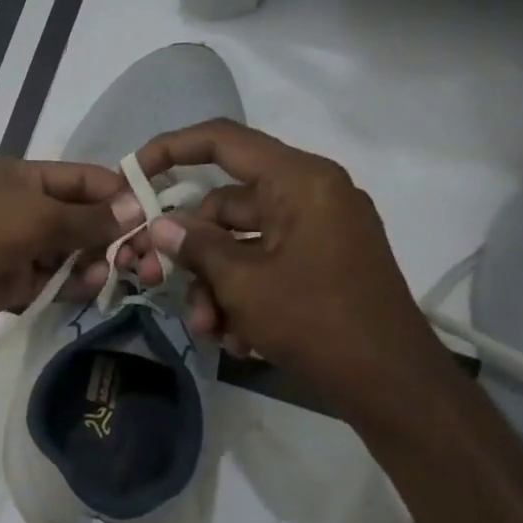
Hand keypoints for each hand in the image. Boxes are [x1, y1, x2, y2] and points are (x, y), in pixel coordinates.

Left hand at [0, 156, 124, 341]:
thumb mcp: (40, 215)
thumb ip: (89, 217)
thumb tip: (137, 210)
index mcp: (21, 177)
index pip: (80, 179)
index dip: (115, 192)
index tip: (151, 211)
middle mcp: (20, 208)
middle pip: (77, 218)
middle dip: (108, 233)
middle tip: (141, 252)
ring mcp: (15, 247)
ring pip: (67, 253)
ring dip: (92, 261)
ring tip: (119, 270)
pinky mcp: (12, 282)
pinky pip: (52, 280)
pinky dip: (72, 283)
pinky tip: (92, 285)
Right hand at [115, 120, 451, 424]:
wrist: (389, 381)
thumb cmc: (314, 319)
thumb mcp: (241, 283)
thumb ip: (195, 246)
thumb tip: (160, 224)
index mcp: (299, 182)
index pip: (224, 141)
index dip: (172, 148)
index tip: (133, 174)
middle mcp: (310, 195)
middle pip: (224, 204)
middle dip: (190, 251)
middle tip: (155, 280)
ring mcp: (317, 230)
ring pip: (239, 242)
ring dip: (213, 284)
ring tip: (207, 329)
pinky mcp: (319, 262)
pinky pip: (263, 263)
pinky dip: (241, 295)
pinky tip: (235, 337)